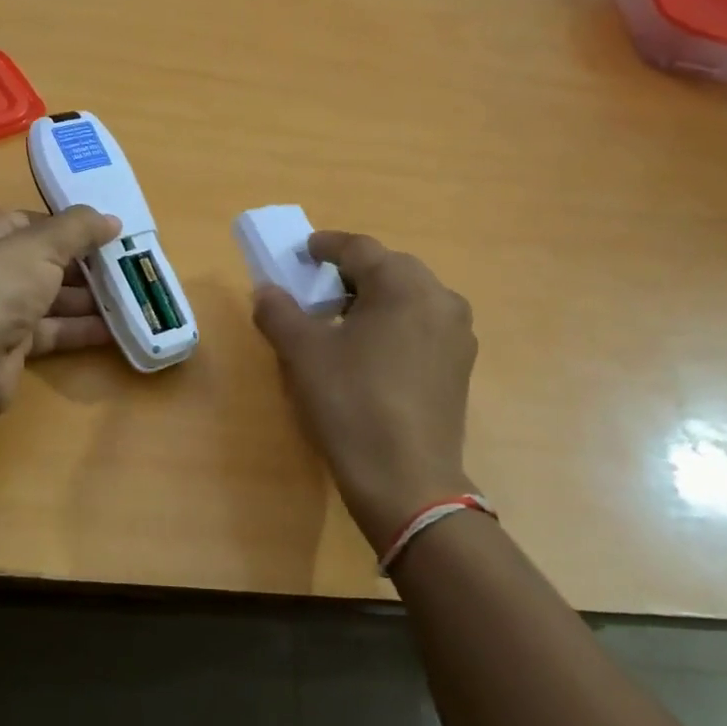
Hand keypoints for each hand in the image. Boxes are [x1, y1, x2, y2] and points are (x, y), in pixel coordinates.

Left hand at [0, 205, 120, 428]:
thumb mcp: (41, 245)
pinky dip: (80, 329)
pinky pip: (52, 330)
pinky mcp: (11, 344)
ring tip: (131, 297)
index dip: (70, 226)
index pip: (33, 222)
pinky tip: (115, 329)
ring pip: (51, 298)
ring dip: (89, 299)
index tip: (111, 233)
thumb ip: (78, 228)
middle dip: (87, 265)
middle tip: (130, 267)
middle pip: (45, 261)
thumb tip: (111, 220)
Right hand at [252, 231, 478, 551]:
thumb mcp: (303, 354)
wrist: (406, 480)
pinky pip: (422, 326)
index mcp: (404, 284)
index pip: (359, 248)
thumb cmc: (351, 403)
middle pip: (390, 268)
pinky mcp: (459, 366)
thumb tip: (266, 291)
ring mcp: (457, 334)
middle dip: (351, 272)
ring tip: (343, 320)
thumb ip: (279, 312)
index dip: (326, 245)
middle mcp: (440, 298)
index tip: (302, 251)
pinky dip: (394, 324)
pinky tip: (371, 351)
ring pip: (409, 298)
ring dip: (374, 298)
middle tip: (318, 288)